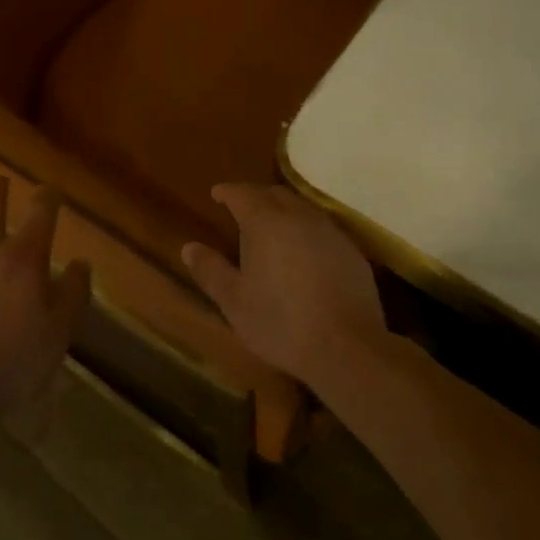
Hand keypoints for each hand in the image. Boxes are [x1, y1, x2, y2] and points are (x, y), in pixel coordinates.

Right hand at [181, 183, 388, 393]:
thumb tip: (189, 247)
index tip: (217, 193)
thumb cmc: (282, 323)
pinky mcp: (350, 250)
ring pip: (300, 207)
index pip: (242, 194)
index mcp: (265, 222)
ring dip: (283, 210)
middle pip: (273, 194)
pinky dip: (306, 229)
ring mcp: (328, 231)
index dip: (227, 192)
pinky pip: (321, 227)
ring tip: (272, 226)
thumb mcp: (235, 302)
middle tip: (242, 208)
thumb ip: (211, 271)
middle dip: (255, 196)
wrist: (347, 347)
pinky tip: (304, 251)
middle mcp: (297, 216)